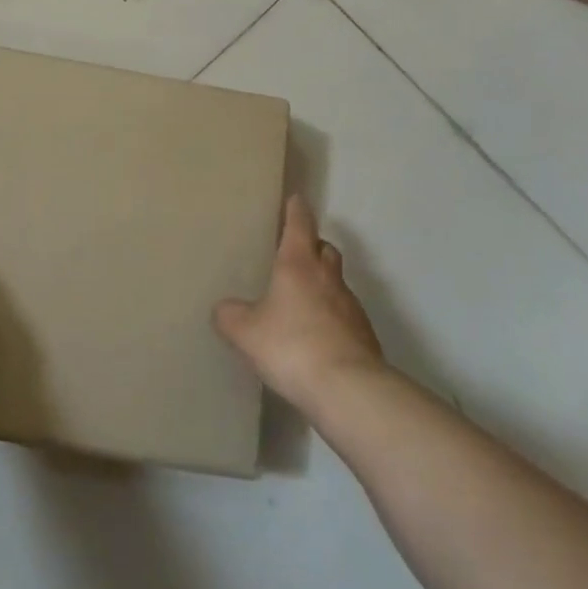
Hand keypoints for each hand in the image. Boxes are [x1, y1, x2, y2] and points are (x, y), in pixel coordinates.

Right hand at [214, 194, 385, 412]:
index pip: (300, 224)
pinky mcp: (364, 336)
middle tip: (296, 252)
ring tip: (301, 301)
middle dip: (313, 246)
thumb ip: (230, 316)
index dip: (296, 210)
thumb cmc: (292, 346)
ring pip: (336, 282)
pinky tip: (316, 337)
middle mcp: (328, 277)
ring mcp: (351, 306)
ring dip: (323, 284)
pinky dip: (332, 317)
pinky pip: (344, 316)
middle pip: (325, 249)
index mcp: (298, 264)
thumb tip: (224, 309)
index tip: (295, 199)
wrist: (349, 389)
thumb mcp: (246, 332)